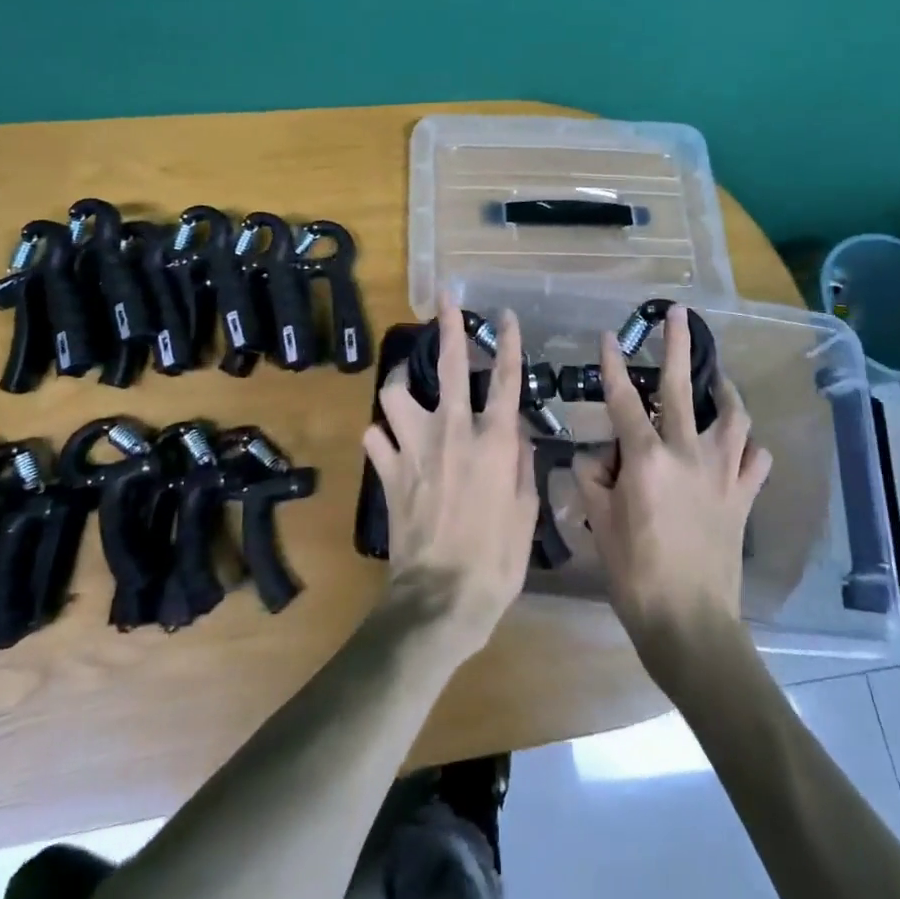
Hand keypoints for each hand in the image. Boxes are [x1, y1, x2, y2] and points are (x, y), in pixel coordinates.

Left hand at [364, 297, 536, 656]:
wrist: (440, 599)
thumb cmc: (495, 561)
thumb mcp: (525, 513)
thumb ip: (521, 464)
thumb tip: (515, 431)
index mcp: (493, 441)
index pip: (506, 379)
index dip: (507, 342)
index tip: (506, 315)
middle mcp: (453, 431)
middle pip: (451, 365)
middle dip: (448, 326)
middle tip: (444, 299)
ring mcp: (414, 447)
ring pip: (395, 393)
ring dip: (400, 385)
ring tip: (406, 386)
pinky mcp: (387, 470)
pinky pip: (374, 437)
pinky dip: (381, 436)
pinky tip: (387, 442)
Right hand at [572, 305, 772, 688]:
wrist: (691, 624)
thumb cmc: (635, 574)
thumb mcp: (598, 523)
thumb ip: (592, 480)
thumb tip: (594, 458)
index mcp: (646, 458)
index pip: (624, 399)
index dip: (612, 364)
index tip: (607, 336)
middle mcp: (687, 453)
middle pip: (682, 388)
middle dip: (677, 345)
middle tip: (678, 313)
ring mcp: (722, 473)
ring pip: (733, 416)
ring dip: (725, 391)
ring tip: (717, 379)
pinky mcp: (743, 497)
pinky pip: (756, 460)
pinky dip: (749, 446)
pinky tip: (741, 444)